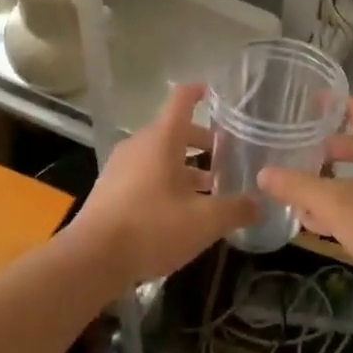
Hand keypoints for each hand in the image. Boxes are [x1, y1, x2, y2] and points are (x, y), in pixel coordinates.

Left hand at [72, 82, 254, 286]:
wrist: (90, 260)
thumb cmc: (152, 227)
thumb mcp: (204, 222)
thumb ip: (236, 209)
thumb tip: (261, 203)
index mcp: (162, 139)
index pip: (182, 100)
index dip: (199, 92)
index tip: (215, 92)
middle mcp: (140, 145)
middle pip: (174, 131)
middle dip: (202, 141)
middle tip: (227, 155)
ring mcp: (121, 167)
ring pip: (160, 156)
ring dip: (185, 166)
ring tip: (210, 188)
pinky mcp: (110, 190)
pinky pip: (145, 175)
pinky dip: (166, 182)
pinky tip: (180, 211)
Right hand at [258, 97, 352, 320]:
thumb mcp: (338, 204)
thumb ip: (299, 187)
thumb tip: (264, 173)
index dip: (337, 103)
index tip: (310, 100)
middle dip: (327, 149)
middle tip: (296, 150)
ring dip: (331, 183)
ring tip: (297, 189)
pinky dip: (341, 210)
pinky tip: (316, 225)